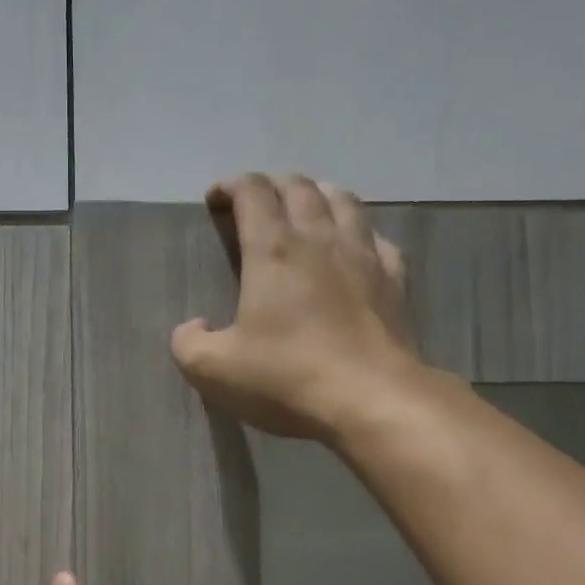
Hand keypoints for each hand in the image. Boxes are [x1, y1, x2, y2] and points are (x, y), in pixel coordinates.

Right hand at [171, 173, 421, 441]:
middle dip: (272, 184)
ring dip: (318, 194)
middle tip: (256, 200)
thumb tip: (192, 328)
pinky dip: (358, 231)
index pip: (253, 192)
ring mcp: (363, 256)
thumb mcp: (214, 371)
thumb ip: (189, 344)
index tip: (215, 198)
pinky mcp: (394, 280)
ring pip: (343, 201)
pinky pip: (376, 238)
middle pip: (299, 187)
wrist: (371, 400)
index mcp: (272, 250)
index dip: (231, 186)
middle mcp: (320, 239)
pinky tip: (354, 247)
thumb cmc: (286, 378)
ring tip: (306, 206)